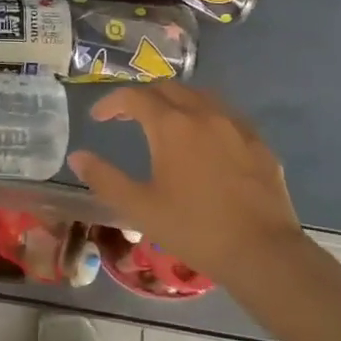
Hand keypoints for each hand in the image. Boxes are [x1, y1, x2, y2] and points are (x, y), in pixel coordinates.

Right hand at [68, 83, 302, 283]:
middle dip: (143, 97)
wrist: (262, 252)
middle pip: (168, 88)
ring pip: (200, 96)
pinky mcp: (258, 142)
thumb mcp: (140, 208)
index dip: (111, 102)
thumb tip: (78, 156)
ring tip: (165, 123)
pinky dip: (206, 116)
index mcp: (171, 125)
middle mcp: (204, 113)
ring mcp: (235, 125)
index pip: (134, 97)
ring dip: (176, 101)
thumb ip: (105, 178)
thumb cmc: (194, 229)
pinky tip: (206, 140)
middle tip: (128, 117)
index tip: (98, 118)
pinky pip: (226, 115)